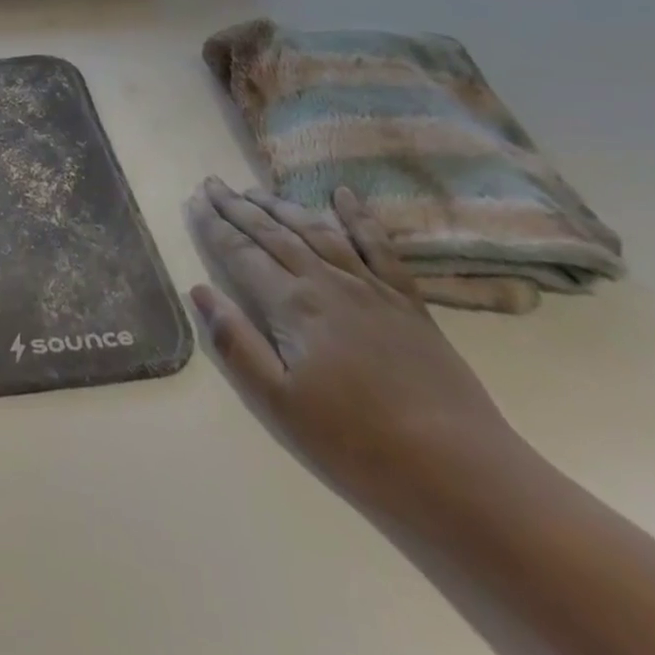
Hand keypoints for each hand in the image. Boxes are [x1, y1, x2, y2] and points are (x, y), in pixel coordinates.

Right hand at [186, 179, 518, 514]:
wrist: (461, 471)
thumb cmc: (358, 444)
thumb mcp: (280, 404)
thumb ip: (237, 344)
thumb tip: (201, 291)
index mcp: (293, 304)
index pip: (241, 253)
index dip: (214, 226)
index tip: (193, 201)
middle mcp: (328, 282)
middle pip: (273, 233)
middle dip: (238, 207)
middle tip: (212, 183)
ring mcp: (371, 287)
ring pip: (316, 231)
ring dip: (282, 206)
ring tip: (255, 190)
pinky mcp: (407, 302)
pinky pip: (379, 247)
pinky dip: (359, 217)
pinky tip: (344, 196)